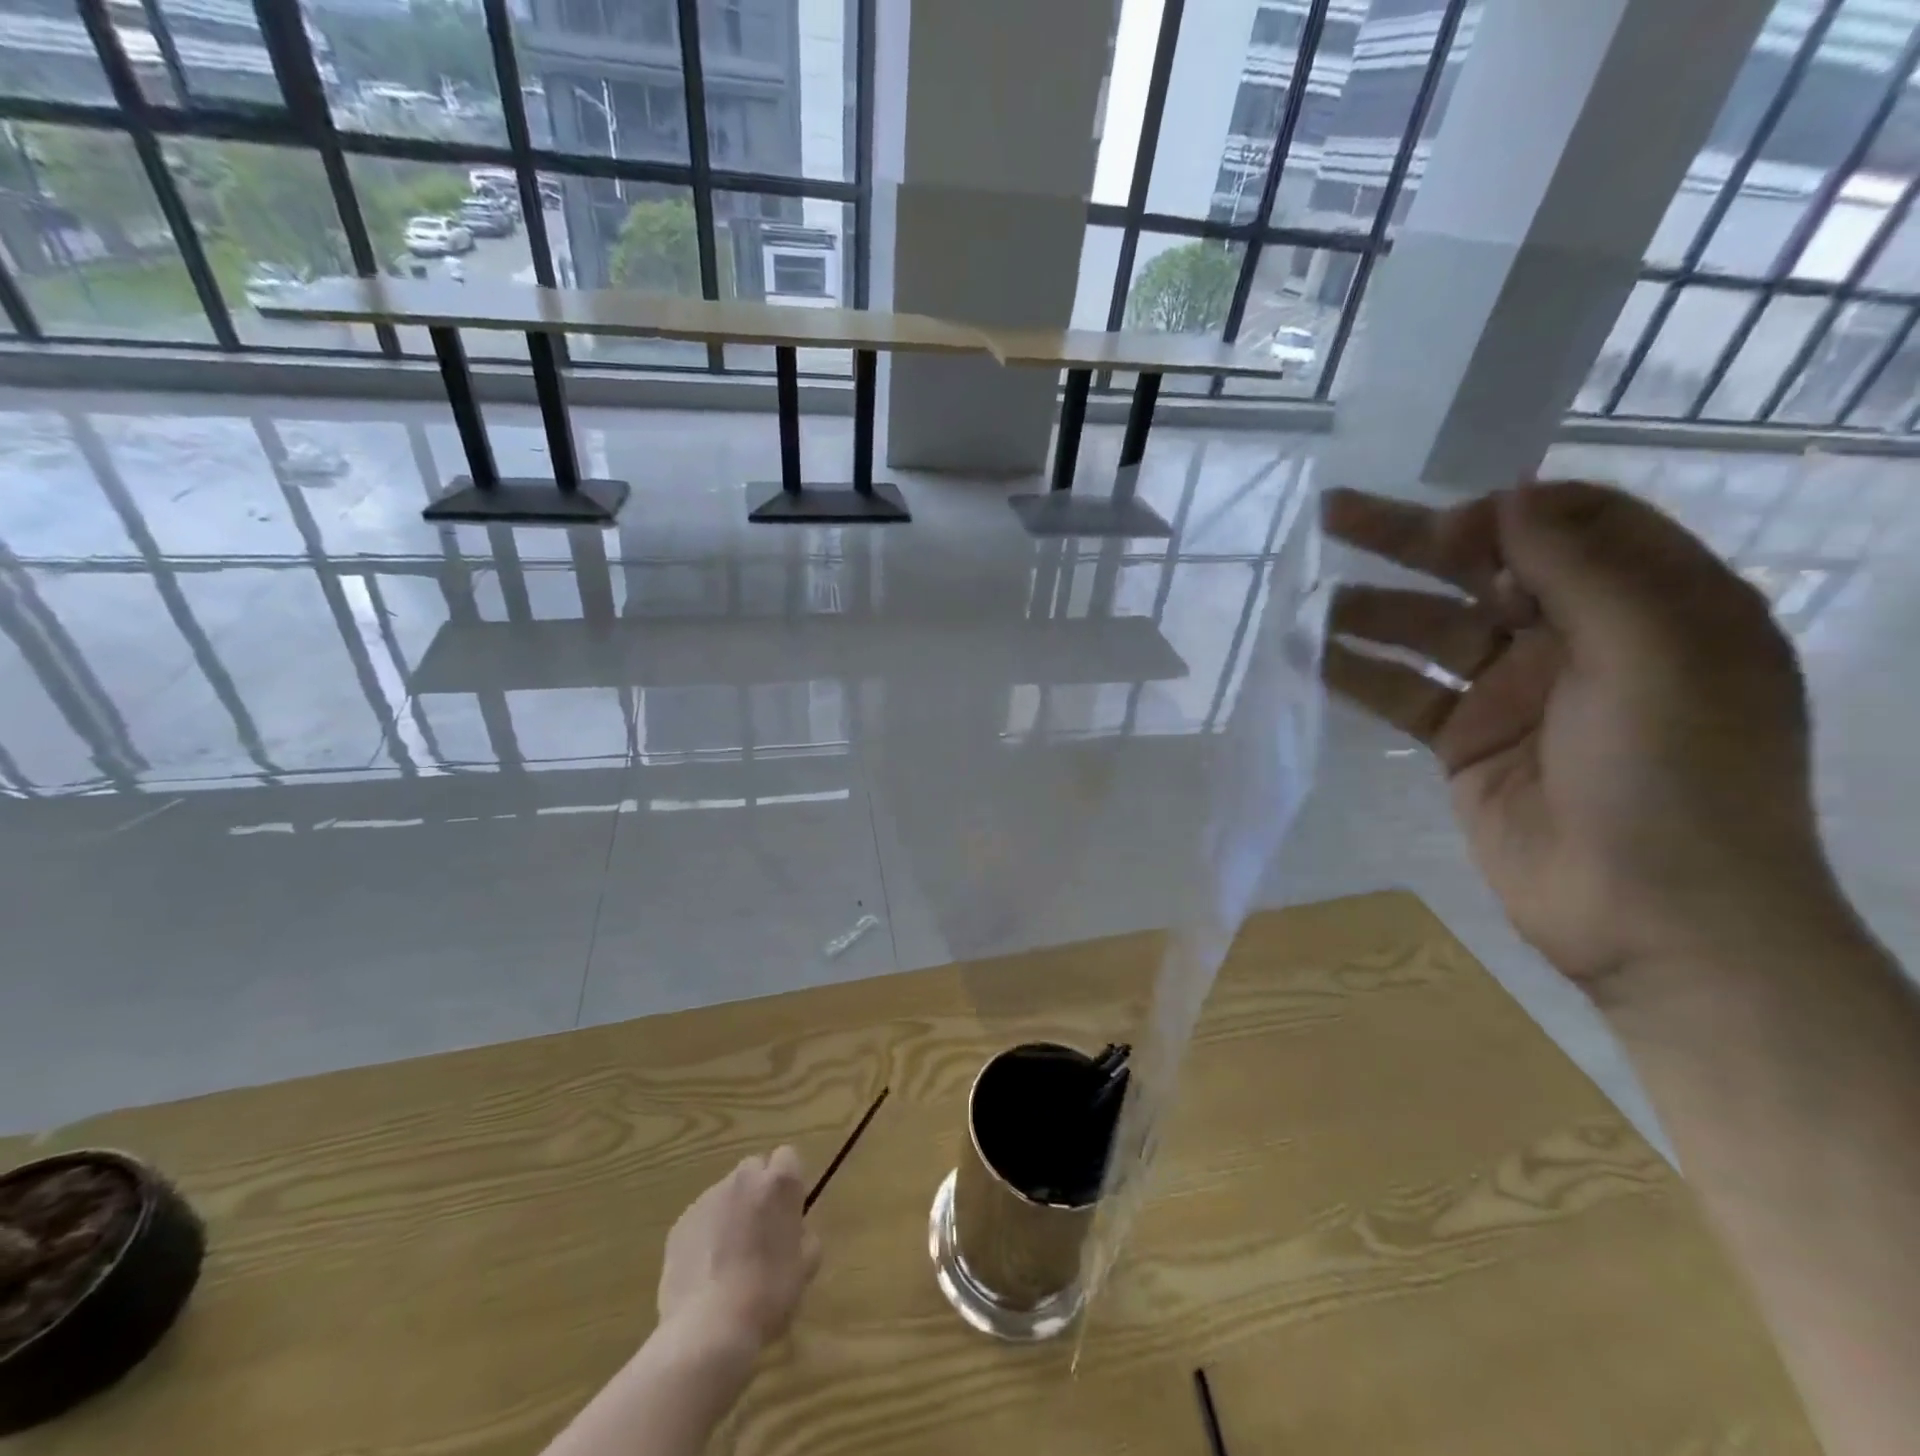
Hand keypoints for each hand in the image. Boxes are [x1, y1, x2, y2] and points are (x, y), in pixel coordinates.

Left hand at [657, 1147, 821, 1355]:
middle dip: (758, 1192)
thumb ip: (804, 1237)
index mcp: (779, 1183)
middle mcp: (743, 1178)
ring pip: (725, 1194)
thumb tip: (795, 1233)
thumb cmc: (768, 1295)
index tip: (788, 1213)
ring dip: (731, 1213)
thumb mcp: (805, 1267)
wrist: (708, 1330)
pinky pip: (701, 1219)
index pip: (787, 1157)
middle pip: (754, 1169)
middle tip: (761, 1233)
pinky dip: (706, 1235)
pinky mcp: (680, 1223)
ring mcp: (707, 1199)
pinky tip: (706, 1273)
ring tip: (729, 1259)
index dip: (788, 1183)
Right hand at [1322, 480, 1843, 993]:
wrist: (1652, 916)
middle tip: (1333, 514)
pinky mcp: (1463, 742)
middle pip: (1483, 570)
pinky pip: (1404, 693)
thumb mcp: (1656, 655)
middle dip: (1410, 540)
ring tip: (1306, 601)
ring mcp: (1513, 692)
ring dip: (1370, 611)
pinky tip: (1309, 658)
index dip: (1503, 513)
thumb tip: (1509, 498)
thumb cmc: (1678, 777)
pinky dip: (1358, 673)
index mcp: (1649, 604)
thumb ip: (1583, 569)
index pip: (1571, 525)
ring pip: (1430, 630)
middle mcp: (1577, 638)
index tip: (1447, 526)